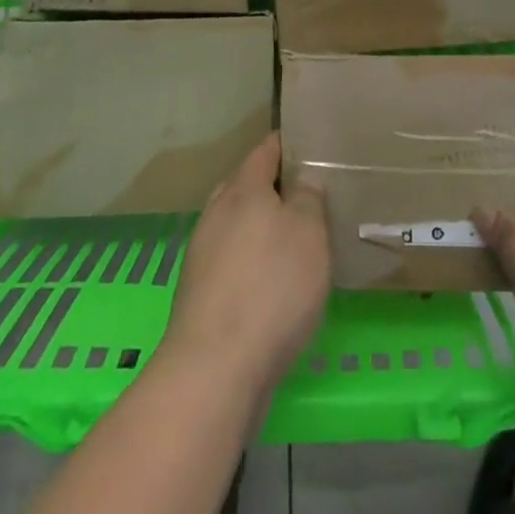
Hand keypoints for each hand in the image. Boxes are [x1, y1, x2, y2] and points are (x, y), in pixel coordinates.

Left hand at [164, 133, 330, 395]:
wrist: (215, 370)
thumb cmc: (271, 287)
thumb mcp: (308, 232)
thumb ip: (308, 198)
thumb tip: (303, 178)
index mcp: (242, 189)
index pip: (266, 150)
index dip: (289, 144)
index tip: (313, 143)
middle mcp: (217, 214)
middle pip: (247, 186)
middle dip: (275, 186)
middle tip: (312, 193)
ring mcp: (204, 255)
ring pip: (238, 225)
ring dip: (263, 227)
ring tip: (299, 238)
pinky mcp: (201, 295)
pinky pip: (234, 261)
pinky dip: (254, 261)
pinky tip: (275, 282)